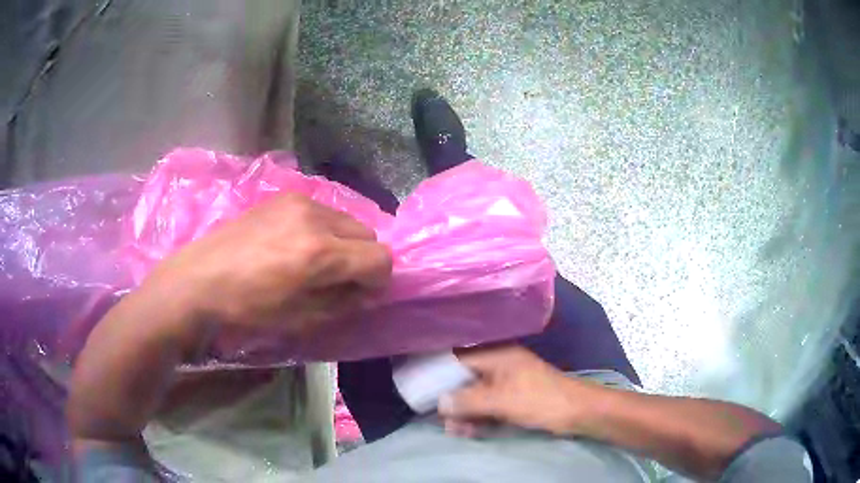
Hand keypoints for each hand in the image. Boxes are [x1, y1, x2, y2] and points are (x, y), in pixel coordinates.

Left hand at [144, 193, 392, 338]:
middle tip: (338, 279)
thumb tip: (368, 292)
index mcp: (320, 253)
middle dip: (361, 259)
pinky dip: (322, 229)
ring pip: (346, 219)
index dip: (379, 280)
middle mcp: (315, 217)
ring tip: (314, 261)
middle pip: (368, 233)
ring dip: (343, 242)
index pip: (380, 257)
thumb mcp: (301, 317)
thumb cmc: (247, 308)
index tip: (362, 294)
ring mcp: (298, 201)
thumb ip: (343, 302)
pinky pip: (321, 211)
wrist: (200, 279)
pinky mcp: (283, 196)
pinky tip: (295, 244)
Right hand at [439, 345, 603, 436]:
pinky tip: (468, 431)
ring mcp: (507, 383)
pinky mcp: (514, 398)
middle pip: (465, 379)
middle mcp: (500, 365)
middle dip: (451, 400)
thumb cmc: (540, 400)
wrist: (578, 412)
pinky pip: (489, 405)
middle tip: (439, 419)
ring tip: (454, 431)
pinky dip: (478, 417)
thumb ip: (468, 401)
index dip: (439, 372)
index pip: (458, 358)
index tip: (419, 386)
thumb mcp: (501, 401)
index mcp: (497, 356)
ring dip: (464, 413)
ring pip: (476, 395)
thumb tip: (439, 402)